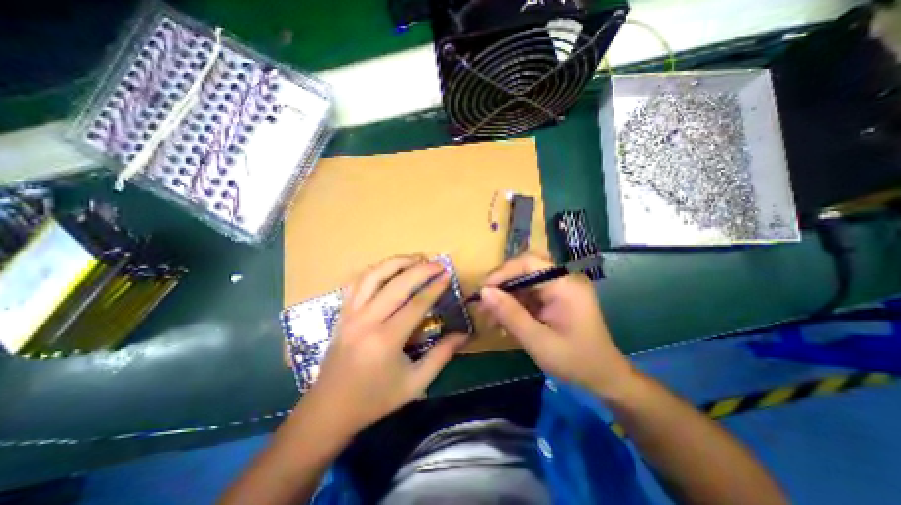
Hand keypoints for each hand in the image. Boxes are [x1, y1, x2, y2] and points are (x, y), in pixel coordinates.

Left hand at [300, 256, 468, 438]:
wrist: (329, 410)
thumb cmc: (375, 399)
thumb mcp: (415, 383)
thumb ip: (441, 355)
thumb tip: (464, 335)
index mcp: (386, 339)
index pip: (416, 303)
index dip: (434, 287)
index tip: (448, 275)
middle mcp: (366, 320)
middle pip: (396, 284)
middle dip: (420, 269)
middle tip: (437, 263)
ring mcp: (350, 314)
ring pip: (373, 276)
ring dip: (395, 263)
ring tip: (414, 259)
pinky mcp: (342, 313)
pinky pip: (357, 283)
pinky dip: (374, 270)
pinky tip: (387, 269)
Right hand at [483, 254, 635, 395]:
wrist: (603, 378)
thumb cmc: (575, 361)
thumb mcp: (538, 341)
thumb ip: (510, 315)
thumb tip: (484, 292)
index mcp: (565, 285)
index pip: (528, 263)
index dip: (502, 273)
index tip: (483, 291)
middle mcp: (563, 280)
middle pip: (524, 271)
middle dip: (501, 287)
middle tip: (482, 305)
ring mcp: (559, 289)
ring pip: (523, 284)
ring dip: (505, 299)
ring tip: (489, 319)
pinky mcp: (555, 298)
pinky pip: (529, 295)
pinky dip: (514, 307)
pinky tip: (503, 323)